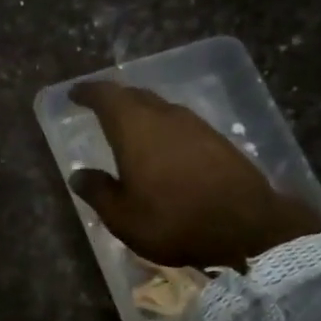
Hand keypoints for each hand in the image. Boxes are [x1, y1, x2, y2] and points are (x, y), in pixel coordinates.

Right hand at [69, 80, 320, 268]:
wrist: (245, 228)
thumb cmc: (172, 220)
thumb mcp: (122, 216)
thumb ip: (98, 191)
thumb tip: (78, 175)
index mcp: (135, 128)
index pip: (106, 96)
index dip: (88, 92)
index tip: (75, 93)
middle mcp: (165, 116)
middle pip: (135, 96)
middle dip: (115, 99)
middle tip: (99, 107)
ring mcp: (196, 126)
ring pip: (160, 108)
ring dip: (141, 112)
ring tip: (128, 126)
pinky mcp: (217, 141)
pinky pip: (180, 124)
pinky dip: (163, 128)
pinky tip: (162, 146)